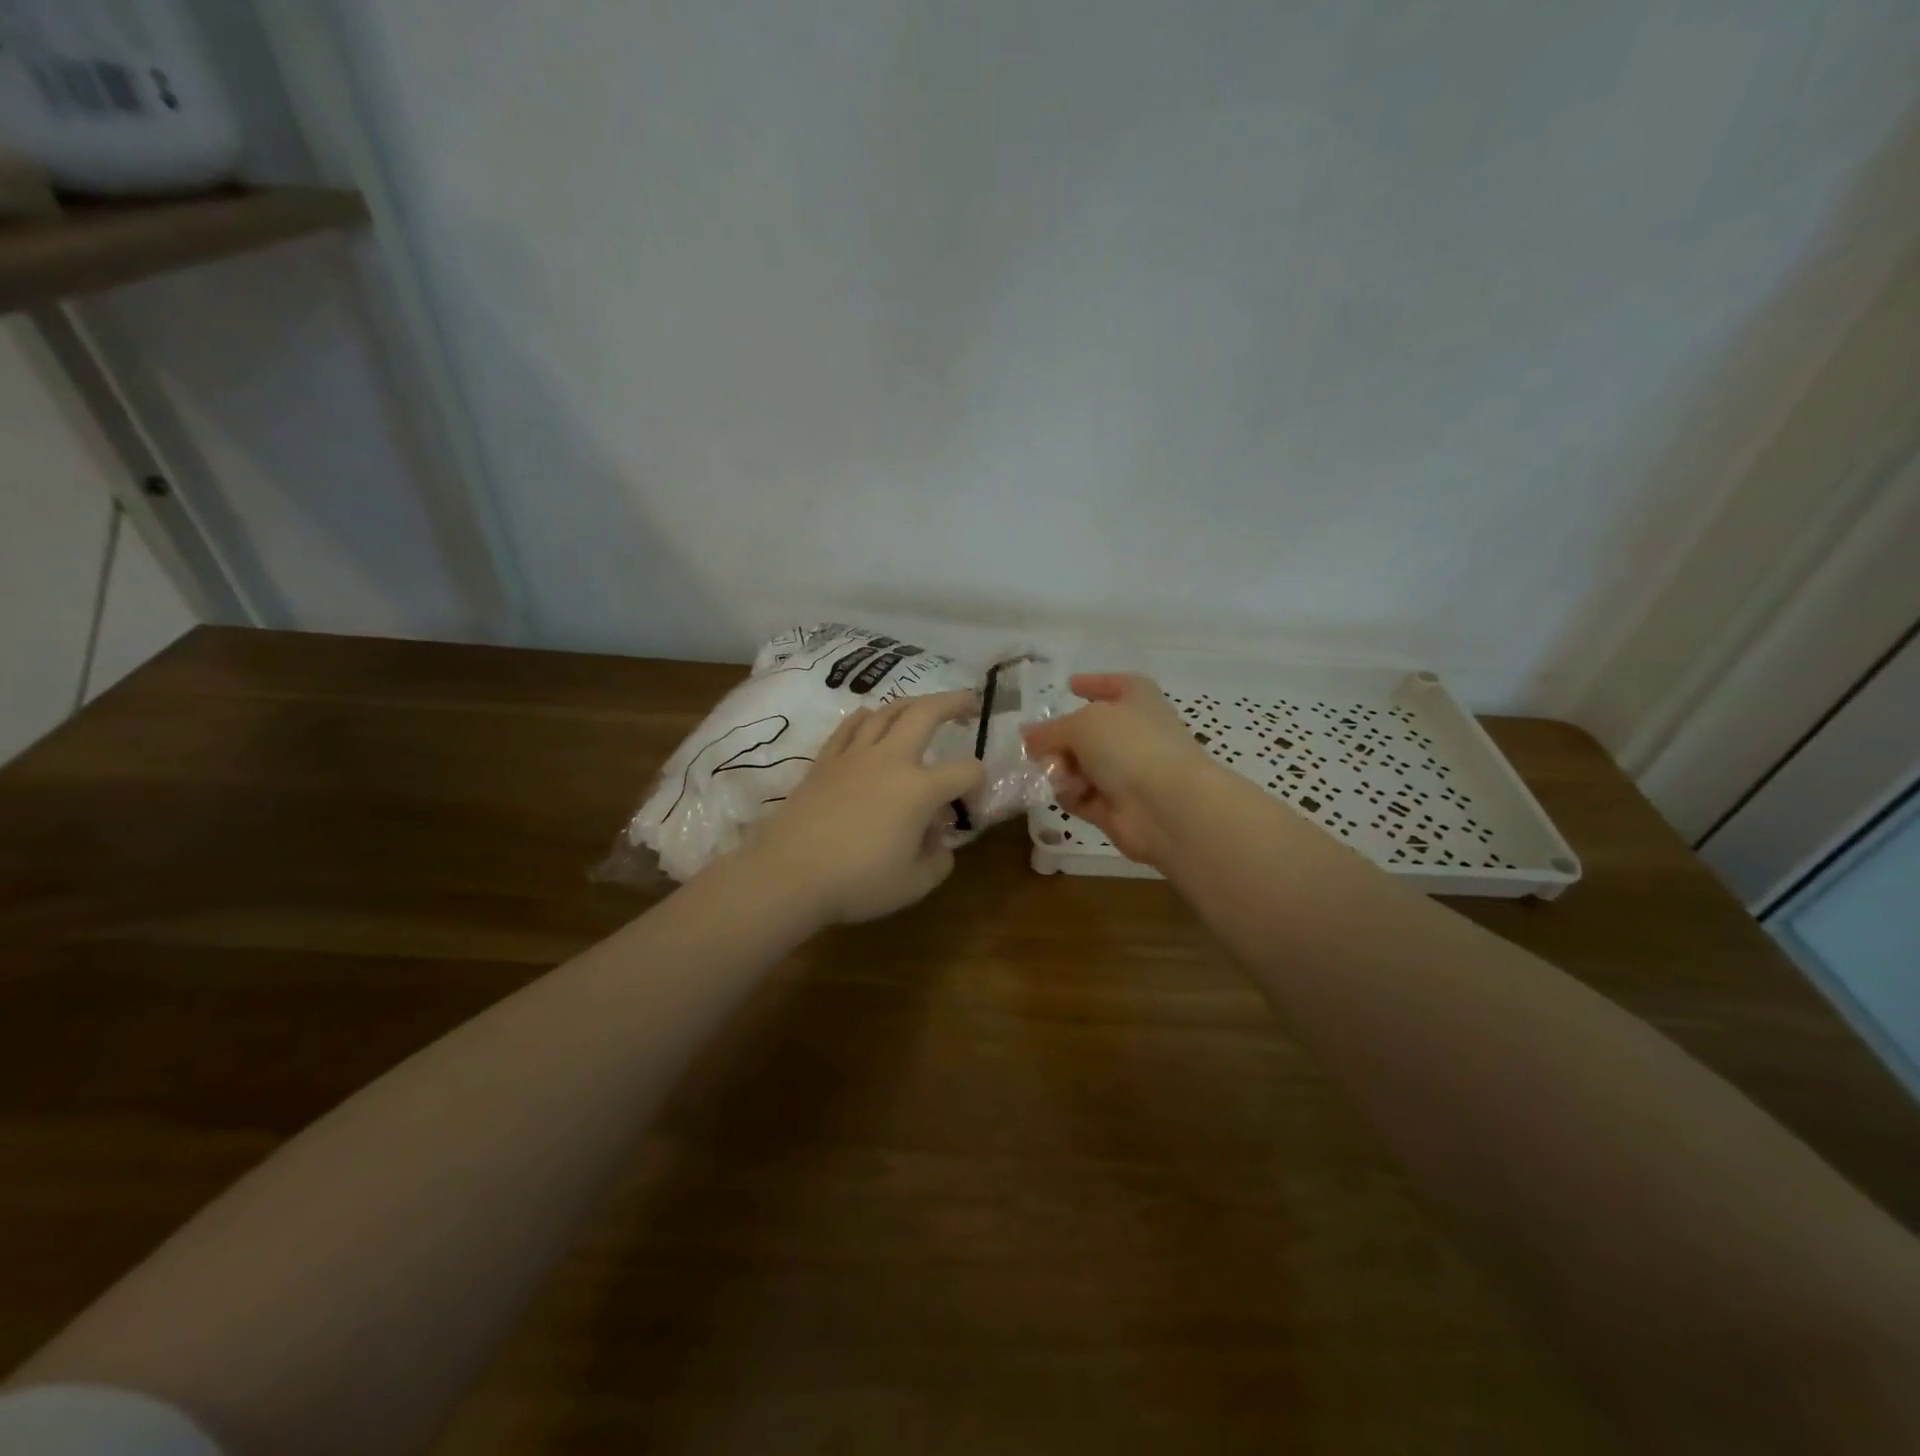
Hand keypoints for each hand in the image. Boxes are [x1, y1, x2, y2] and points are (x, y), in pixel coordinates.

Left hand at [738, 690, 985, 924]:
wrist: (789, 874)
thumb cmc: (858, 882)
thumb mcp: (915, 884)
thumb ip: (938, 859)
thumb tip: (938, 838)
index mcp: (920, 789)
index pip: (965, 771)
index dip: (978, 784)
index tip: (972, 807)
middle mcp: (890, 760)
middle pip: (926, 713)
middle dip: (953, 702)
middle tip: (968, 701)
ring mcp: (854, 756)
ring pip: (887, 711)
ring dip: (912, 703)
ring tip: (923, 707)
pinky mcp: (825, 761)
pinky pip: (850, 726)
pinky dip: (867, 716)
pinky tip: (870, 717)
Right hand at [1021, 673, 1213, 867]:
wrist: (1166, 806)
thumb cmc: (1130, 746)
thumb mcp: (1081, 724)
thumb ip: (1049, 731)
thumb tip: (1027, 737)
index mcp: (1137, 699)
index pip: (1114, 684)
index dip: (1093, 683)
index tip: (1070, 685)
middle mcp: (1134, 733)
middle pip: (1086, 731)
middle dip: (1060, 739)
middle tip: (1038, 749)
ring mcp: (1126, 771)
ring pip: (1078, 765)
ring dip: (1061, 769)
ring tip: (1058, 774)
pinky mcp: (1115, 806)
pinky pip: (1080, 794)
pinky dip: (1071, 794)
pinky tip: (1073, 794)